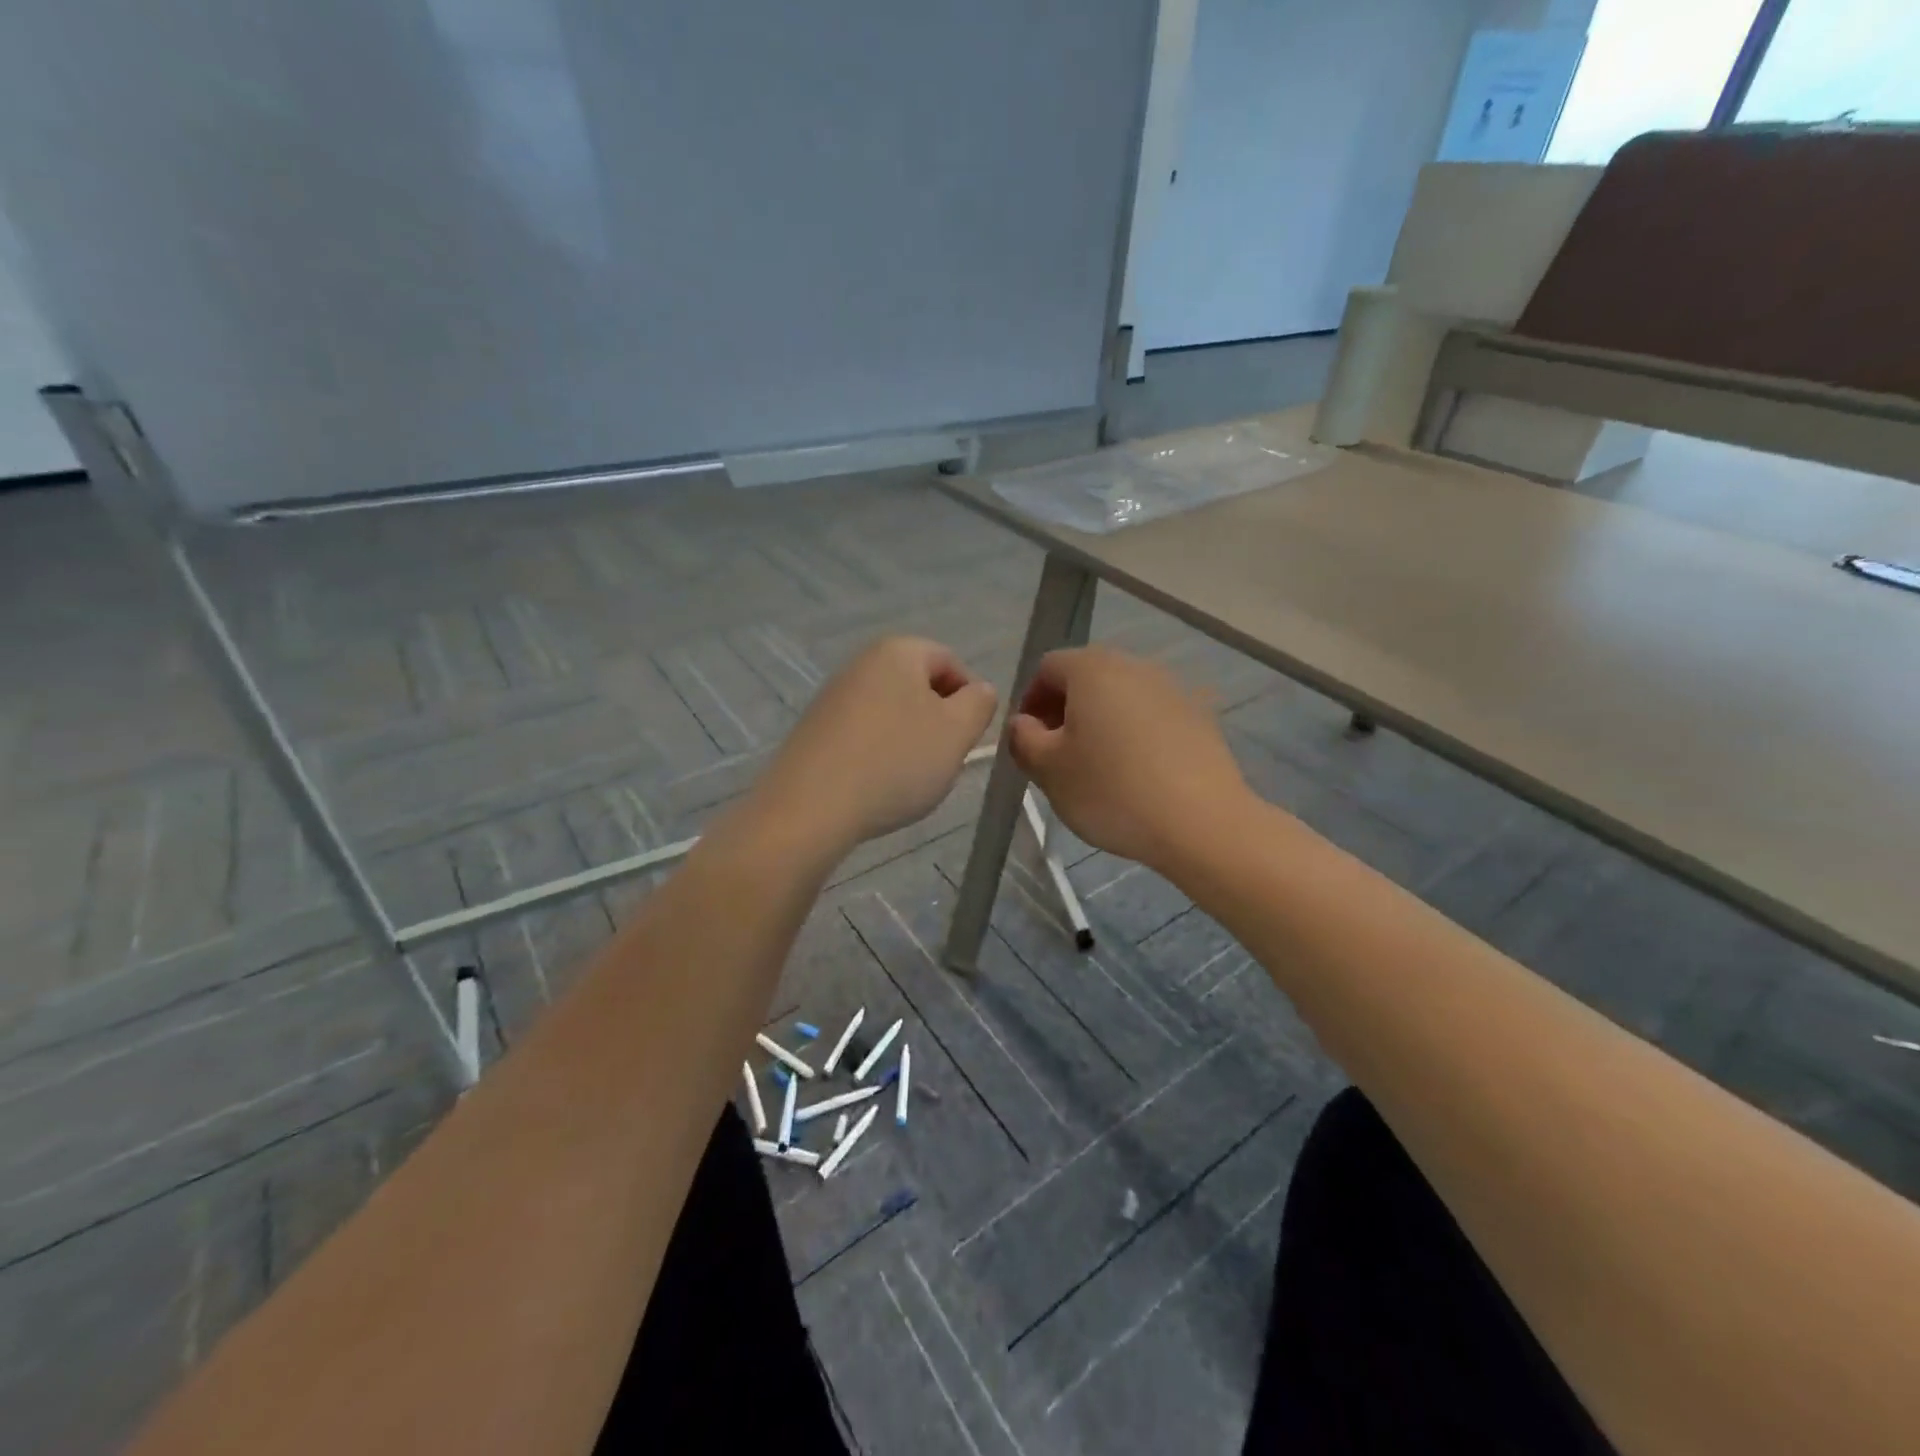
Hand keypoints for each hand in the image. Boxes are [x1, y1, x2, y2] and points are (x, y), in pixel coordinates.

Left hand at [755, 636, 997, 851]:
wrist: (810, 808)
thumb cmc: (895, 762)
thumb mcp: (957, 732)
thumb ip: (979, 704)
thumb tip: (979, 691)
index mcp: (898, 651)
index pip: (951, 662)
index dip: (970, 699)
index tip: (969, 738)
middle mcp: (861, 663)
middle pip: (918, 687)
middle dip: (938, 722)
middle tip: (942, 760)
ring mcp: (832, 696)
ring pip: (891, 713)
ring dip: (909, 742)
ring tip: (908, 780)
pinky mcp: (814, 730)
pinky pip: (862, 735)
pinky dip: (878, 755)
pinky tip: (876, 786)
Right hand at [1009, 646, 1247, 871]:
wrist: (1202, 822)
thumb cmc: (1112, 790)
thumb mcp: (1049, 770)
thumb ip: (1023, 739)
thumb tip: (1024, 724)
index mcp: (1092, 668)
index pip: (1047, 668)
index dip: (1030, 701)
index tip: (1029, 741)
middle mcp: (1134, 665)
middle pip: (1087, 677)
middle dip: (1065, 711)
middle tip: (1057, 755)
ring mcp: (1173, 688)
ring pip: (1121, 697)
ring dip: (1101, 722)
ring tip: (1098, 767)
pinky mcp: (1200, 716)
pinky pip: (1152, 717)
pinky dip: (1135, 735)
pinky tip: (1137, 774)